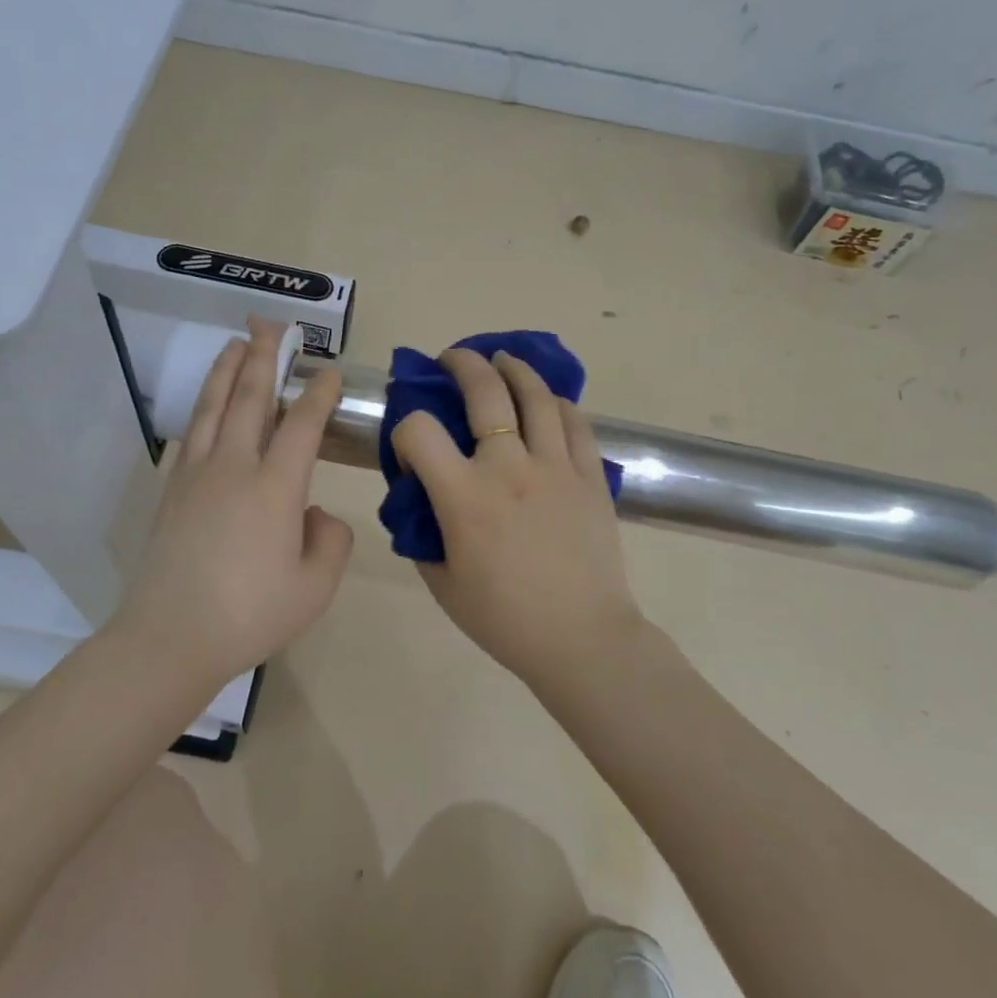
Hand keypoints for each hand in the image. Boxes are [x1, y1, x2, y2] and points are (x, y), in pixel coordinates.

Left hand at [113, 319, 353, 686]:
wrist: (169, 638)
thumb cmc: (250, 614)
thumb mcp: (315, 587)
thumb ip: (330, 541)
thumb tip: (312, 515)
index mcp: (276, 487)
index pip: (302, 424)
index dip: (319, 393)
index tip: (328, 371)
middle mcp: (235, 467)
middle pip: (250, 398)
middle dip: (264, 357)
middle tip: (270, 325)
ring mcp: (197, 475)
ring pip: (214, 407)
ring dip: (227, 371)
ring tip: (236, 344)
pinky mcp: (171, 490)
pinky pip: (190, 434)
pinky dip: (201, 408)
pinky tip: (206, 404)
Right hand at [391, 349, 643, 685]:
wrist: (582, 639)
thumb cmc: (504, 619)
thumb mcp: (442, 582)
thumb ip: (423, 532)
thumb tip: (422, 498)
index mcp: (465, 497)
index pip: (419, 431)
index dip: (405, 429)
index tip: (411, 446)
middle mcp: (509, 467)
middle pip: (484, 391)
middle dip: (461, 364)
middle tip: (452, 358)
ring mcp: (556, 466)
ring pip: (536, 395)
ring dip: (513, 369)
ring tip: (502, 360)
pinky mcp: (591, 475)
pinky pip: (575, 422)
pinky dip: (557, 402)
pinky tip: (547, 399)